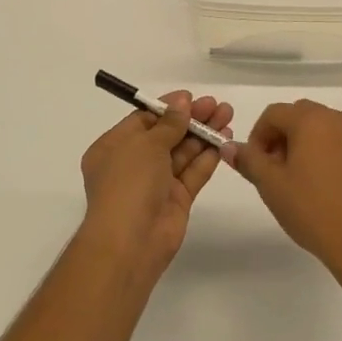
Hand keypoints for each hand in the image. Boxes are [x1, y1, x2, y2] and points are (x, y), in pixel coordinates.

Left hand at [79, 92, 232, 278]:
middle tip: (217, 105)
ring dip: (204, 134)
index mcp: (114, 148)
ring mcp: (156, 183)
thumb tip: (182, 103)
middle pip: (167, 135)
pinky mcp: (176, 200)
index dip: (168, 108)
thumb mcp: (145, 145)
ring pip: (183, 152)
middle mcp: (134, 164)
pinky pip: (193, 172)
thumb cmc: (128, 184)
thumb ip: (169, 123)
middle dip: (191, 119)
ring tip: (227, 115)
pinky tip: (225, 140)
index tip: (192, 98)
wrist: (130, 242)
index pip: (144, 121)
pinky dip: (208, 156)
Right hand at [234, 100, 341, 290]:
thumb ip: (248, 160)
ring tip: (302, 180)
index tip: (255, 163)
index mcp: (311, 120)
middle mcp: (339, 119)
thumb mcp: (270, 185)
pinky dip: (331, 154)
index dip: (258, 135)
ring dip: (307, 144)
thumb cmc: (312, 210)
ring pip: (325, 129)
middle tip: (276, 170)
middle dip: (283, 136)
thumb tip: (229, 147)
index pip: (274, 113)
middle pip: (301, 116)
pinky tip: (328, 186)